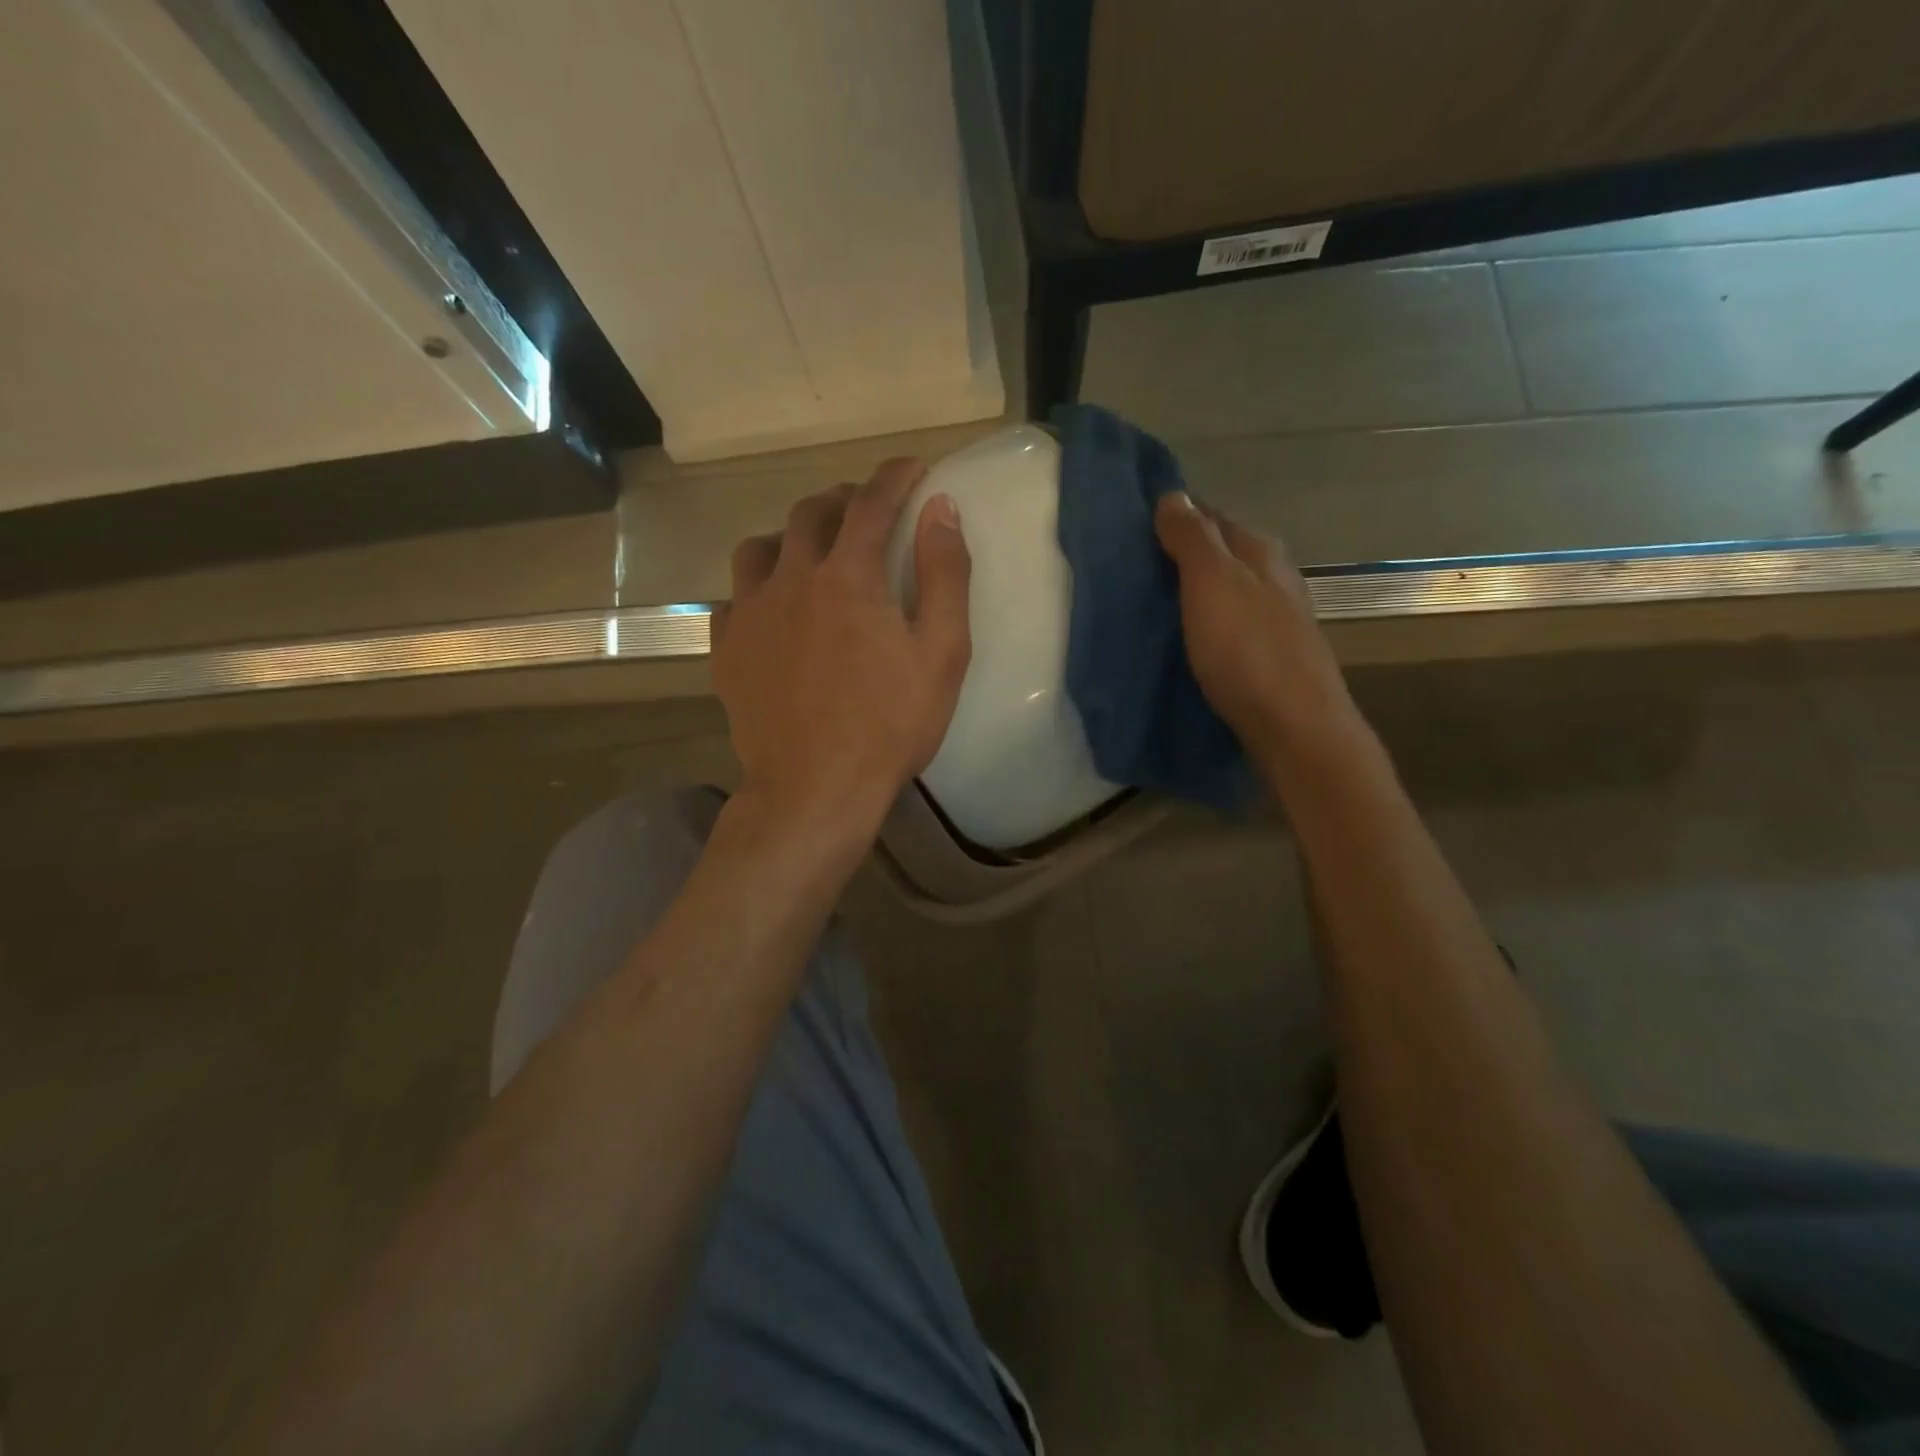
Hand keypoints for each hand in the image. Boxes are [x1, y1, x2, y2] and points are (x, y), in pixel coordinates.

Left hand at [711, 458, 971, 854]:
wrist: (816, 788)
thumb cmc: (890, 725)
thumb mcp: (942, 652)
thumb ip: (944, 574)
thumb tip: (941, 508)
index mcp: (848, 576)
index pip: (872, 503)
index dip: (895, 478)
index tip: (912, 469)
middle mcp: (791, 579)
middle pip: (810, 514)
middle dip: (842, 501)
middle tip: (865, 511)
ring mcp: (750, 614)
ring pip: (759, 548)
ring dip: (789, 537)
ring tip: (809, 552)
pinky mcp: (727, 651)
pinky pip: (734, 599)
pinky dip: (757, 590)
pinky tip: (771, 610)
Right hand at [1153, 491, 1360, 767]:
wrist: (1294, 727)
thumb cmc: (1248, 650)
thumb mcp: (1213, 584)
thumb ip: (1192, 539)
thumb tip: (1173, 495)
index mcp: (1259, 551)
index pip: (1211, 516)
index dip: (1175, 517)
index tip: (1132, 527)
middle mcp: (1273, 578)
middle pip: (1221, 554)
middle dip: (1181, 556)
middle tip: (1132, 569)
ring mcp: (1275, 619)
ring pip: (1225, 591)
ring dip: (1192, 592)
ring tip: (1150, 604)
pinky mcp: (1269, 656)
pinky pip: (1228, 625)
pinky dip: (1204, 623)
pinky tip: (1184, 638)